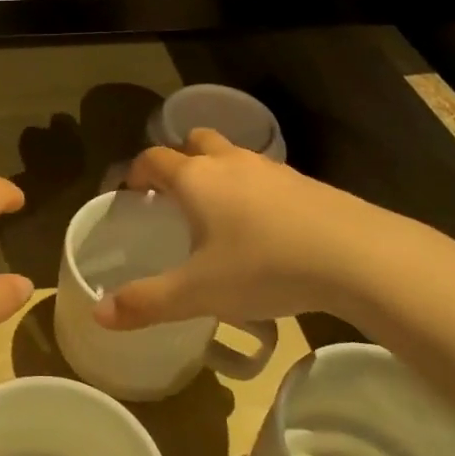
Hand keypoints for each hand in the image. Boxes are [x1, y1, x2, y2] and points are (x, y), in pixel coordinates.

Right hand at [98, 129, 414, 331]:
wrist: (356, 256)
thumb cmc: (264, 266)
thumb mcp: (199, 292)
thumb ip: (147, 302)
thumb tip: (99, 314)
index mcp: (196, 178)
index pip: (153, 159)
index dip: (135, 172)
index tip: (129, 194)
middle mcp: (230, 162)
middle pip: (195, 141)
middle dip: (179, 159)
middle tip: (173, 194)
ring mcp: (271, 169)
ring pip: (233, 156)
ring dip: (218, 172)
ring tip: (217, 213)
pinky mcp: (305, 183)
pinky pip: (265, 176)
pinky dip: (253, 190)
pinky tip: (263, 228)